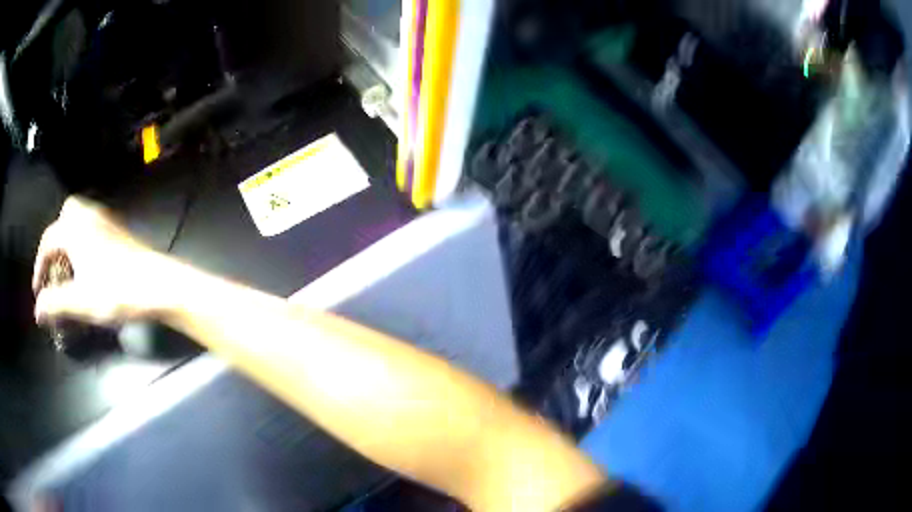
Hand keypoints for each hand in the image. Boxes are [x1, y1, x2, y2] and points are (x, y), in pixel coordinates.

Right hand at [33, 196, 176, 325]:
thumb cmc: (116, 292)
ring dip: (68, 241)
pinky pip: (92, 227)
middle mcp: (89, 216)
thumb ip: (55, 304)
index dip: (39, 267)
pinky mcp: (118, 230)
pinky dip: (82, 241)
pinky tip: (86, 265)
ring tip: (67, 270)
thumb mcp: (80, 302)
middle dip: (54, 242)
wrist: (158, 284)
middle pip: (64, 218)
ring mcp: (106, 219)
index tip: (38, 291)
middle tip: (53, 270)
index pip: (47, 242)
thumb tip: (37, 310)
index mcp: (75, 229)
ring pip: (79, 220)